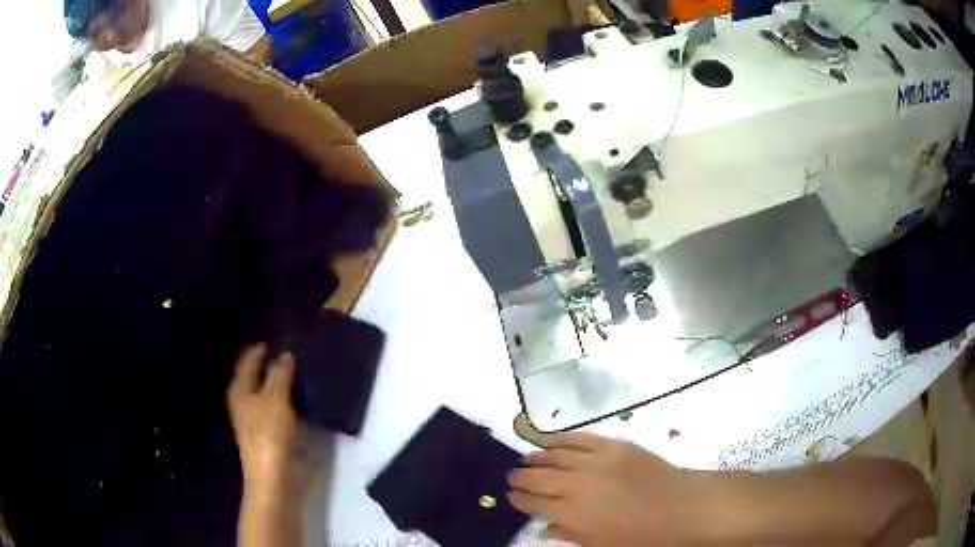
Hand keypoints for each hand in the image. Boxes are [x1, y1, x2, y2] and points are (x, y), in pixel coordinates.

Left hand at [227, 344, 298, 488]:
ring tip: (299, 369)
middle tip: (291, 350)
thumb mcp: (275, 399)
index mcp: (239, 390)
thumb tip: (285, 354)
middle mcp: (244, 401)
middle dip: (270, 364)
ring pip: (268, 392)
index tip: (277, 337)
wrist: (274, 476)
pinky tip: (299, 395)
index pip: (247, 361)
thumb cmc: (269, 433)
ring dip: (280, 382)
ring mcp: (256, 419)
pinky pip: (278, 407)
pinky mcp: (270, 433)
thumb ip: (279, 375)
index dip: (259, 349)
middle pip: (256, 376)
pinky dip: (287, 398)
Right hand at [507, 433, 704, 545]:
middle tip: (511, 477)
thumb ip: (570, 535)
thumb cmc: (642, 537)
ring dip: (537, 457)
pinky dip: (561, 439)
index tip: (511, 496)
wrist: (682, 508)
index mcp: (573, 513)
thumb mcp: (602, 546)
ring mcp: (596, 461)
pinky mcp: (614, 445)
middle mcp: (578, 484)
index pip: (534, 503)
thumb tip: (546, 527)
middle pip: (539, 478)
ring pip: (555, 455)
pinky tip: (550, 440)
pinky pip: (580, 438)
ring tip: (525, 458)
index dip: (520, 499)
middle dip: (521, 478)